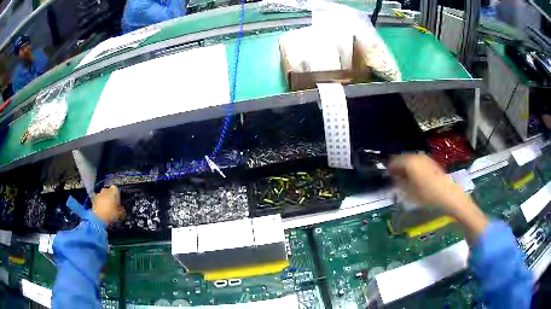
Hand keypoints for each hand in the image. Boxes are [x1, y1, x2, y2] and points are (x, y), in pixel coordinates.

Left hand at [93, 186, 124, 224]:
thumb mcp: (120, 214)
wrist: (98, 219)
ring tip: (106, 207)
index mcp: (113, 192)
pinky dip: (100, 202)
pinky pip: (98, 199)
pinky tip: (102, 209)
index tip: (118, 201)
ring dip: (105, 199)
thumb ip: (122, 210)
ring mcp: (98, 194)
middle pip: (108, 191)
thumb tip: (122, 208)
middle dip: (110, 196)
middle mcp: (105, 190)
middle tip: (112, 204)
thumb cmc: (110, 214)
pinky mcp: (93, 199)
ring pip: (103, 194)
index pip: (116, 189)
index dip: (117, 195)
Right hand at [388, 154, 487, 240]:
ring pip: (410, 160)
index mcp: (409, 162)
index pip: (393, 161)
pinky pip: (417, 162)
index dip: (388, 168)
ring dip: (405, 168)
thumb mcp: (409, 192)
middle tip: (394, 178)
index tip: (386, 176)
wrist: (448, 194)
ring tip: (404, 179)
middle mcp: (416, 156)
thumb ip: (398, 182)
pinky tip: (415, 178)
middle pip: (402, 158)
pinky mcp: (431, 162)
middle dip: (397, 167)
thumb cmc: (427, 195)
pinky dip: (413, 168)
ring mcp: (425, 158)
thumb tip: (393, 177)